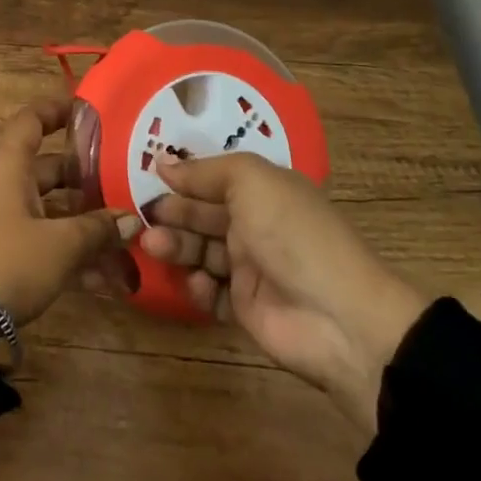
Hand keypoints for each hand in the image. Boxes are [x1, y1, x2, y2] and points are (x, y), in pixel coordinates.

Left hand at [0, 98, 142, 326]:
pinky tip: (106, 279)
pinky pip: (42, 239)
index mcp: (10, 166)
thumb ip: (97, 229)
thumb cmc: (8, 260)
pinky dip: (69, 251)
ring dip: (84, 222)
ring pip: (50, 208)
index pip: (31, 120)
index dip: (57, 109)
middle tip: (124, 181)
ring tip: (124, 236)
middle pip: (49, 168)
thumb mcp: (60, 245)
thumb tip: (130, 220)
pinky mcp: (3, 251)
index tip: (88, 110)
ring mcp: (3, 219)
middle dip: (87, 177)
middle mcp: (5, 185)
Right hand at [142, 153, 427, 431]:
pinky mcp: (245, 307)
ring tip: (153, 246)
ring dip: (176, 246)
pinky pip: (210, 291)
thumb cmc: (292, 234)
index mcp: (264, 191)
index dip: (183, 177)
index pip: (214, 178)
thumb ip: (206, 171)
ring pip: (201, 251)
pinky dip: (198, 286)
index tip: (147, 176)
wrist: (338, 318)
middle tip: (141, 217)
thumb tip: (163, 162)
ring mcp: (251, 268)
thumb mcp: (252, 182)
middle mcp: (256, 225)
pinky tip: (196, 282)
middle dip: (172, 213)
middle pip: (203, 214)